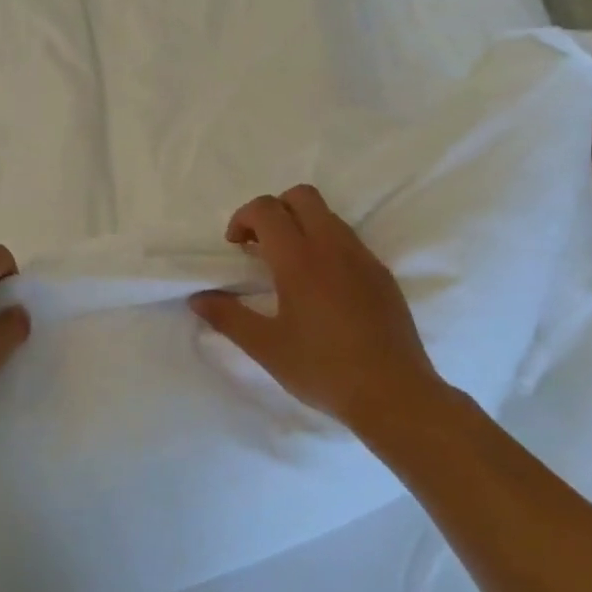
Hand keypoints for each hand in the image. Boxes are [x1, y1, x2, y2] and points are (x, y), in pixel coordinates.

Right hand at [189, 185, 449, 430]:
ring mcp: (363, 258)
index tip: (235, 247)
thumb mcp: (265, 346)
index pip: (266, 209)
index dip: (243, 218)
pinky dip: (326, 245)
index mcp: (299, 258)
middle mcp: (333, 246)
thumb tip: (198, 299)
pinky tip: (321, 288)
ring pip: (328, 216)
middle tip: (260, 246)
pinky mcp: (382, 275)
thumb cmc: (322, 368)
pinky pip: (348, 240)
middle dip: (274, 210)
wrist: (394, 394)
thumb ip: (228, 317)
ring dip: (301, 225)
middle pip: (301, 196)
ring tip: (288, 268)